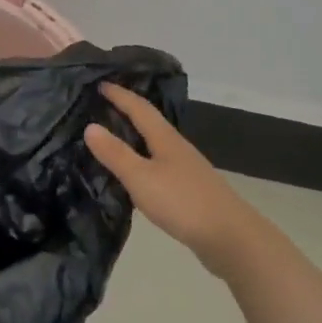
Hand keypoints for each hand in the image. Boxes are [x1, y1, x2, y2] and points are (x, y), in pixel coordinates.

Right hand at [86, 84, 270, 280]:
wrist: (231, 238)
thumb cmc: (183, 202)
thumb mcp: (141, 178)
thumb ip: (116, 154)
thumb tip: (90, 126)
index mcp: (165, 139)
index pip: (140, 108)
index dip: (120, 95)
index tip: (100, 84)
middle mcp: (177, 148)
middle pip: (150, 122)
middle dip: (128, 111)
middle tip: (102, 106)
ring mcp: (187, 169)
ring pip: (156, 144)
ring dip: (135, 136)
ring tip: (114, 137)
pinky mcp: (190, 190)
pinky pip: (160, 165)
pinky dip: (143, 160)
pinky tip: (136, 174)